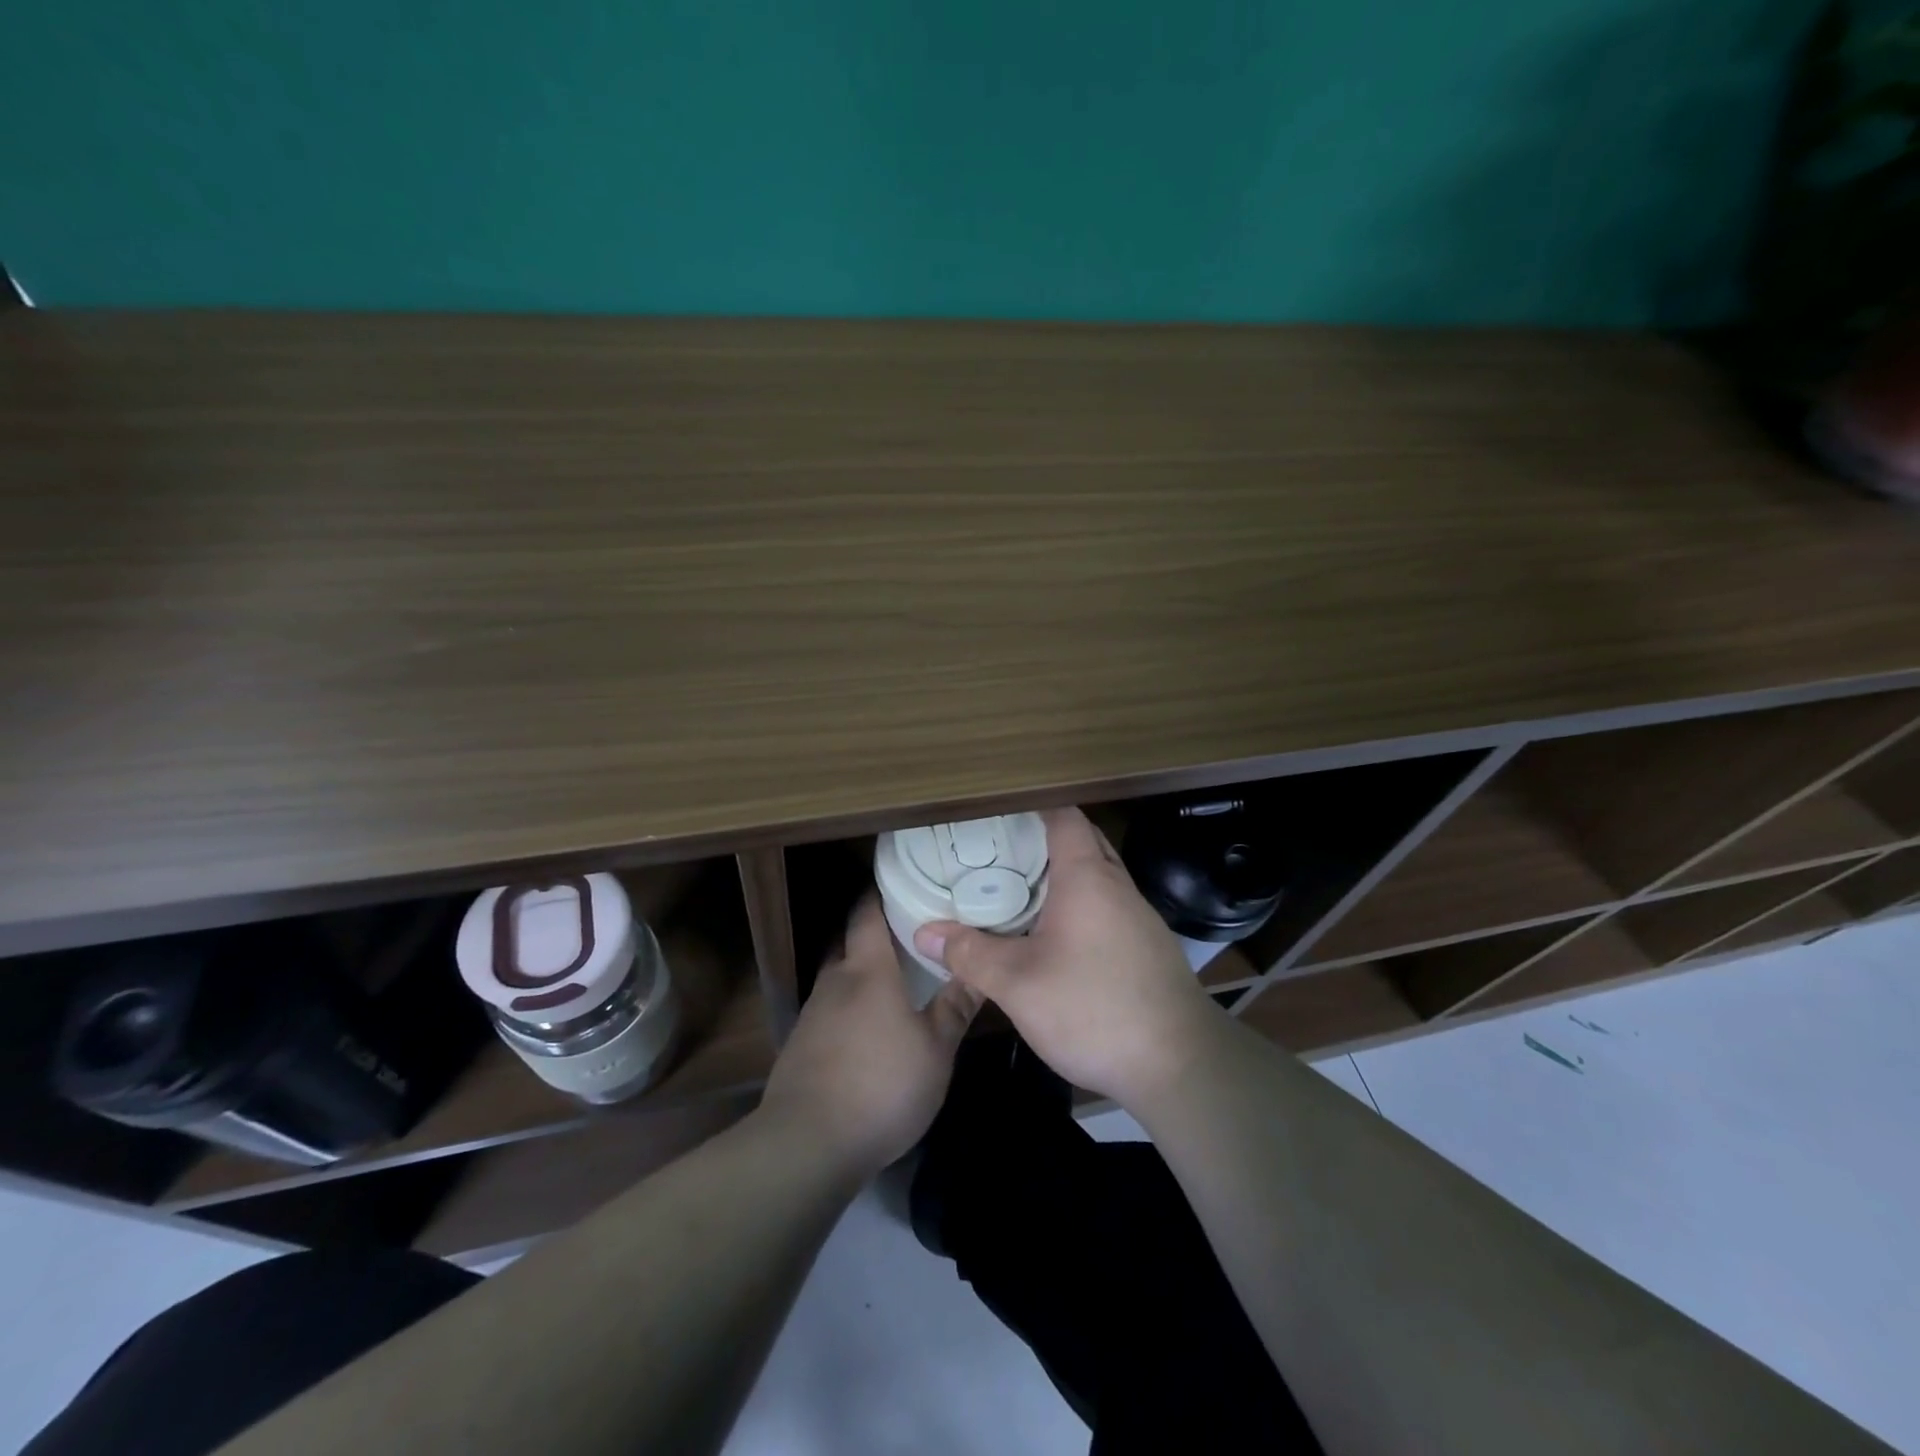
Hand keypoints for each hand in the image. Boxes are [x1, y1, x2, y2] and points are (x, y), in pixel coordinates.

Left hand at [760, 894, 980, 1180]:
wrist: (807, 1143)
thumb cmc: (882, 1085)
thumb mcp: (935, 1050)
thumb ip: (955, 1006)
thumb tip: (979, 968)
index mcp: (868, 970)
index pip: (867, 913)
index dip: (880, 894)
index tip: (902, 883)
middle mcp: (835, 981)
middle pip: (849, 941)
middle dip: (873, 933)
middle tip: (908, 934)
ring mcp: (812, 1014)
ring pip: (838, 977)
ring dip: (860, 973)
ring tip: (892, 982)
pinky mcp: (800, 1046)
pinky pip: (828, 1010)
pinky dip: (847, 1007)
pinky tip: (866, 1030)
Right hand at [912, 807, 1223, 1109]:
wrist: (1180, 1065)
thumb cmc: (1094, 1009)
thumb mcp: (1018, 985)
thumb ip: (970, 955)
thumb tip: (924, 933)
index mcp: (1088, 878)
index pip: (1063, 816)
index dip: (1031, 807)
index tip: (995, 812)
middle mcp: (1118, 886)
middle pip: (1082, 841)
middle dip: (1042, 839)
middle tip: (997, 851)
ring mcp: (1138, 917)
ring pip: (1097, 876)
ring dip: (1062, 875)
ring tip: (1017, 889)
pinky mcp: (1147, 947)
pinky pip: (1107, 906)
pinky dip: (1079, 904)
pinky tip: (1054, 936)